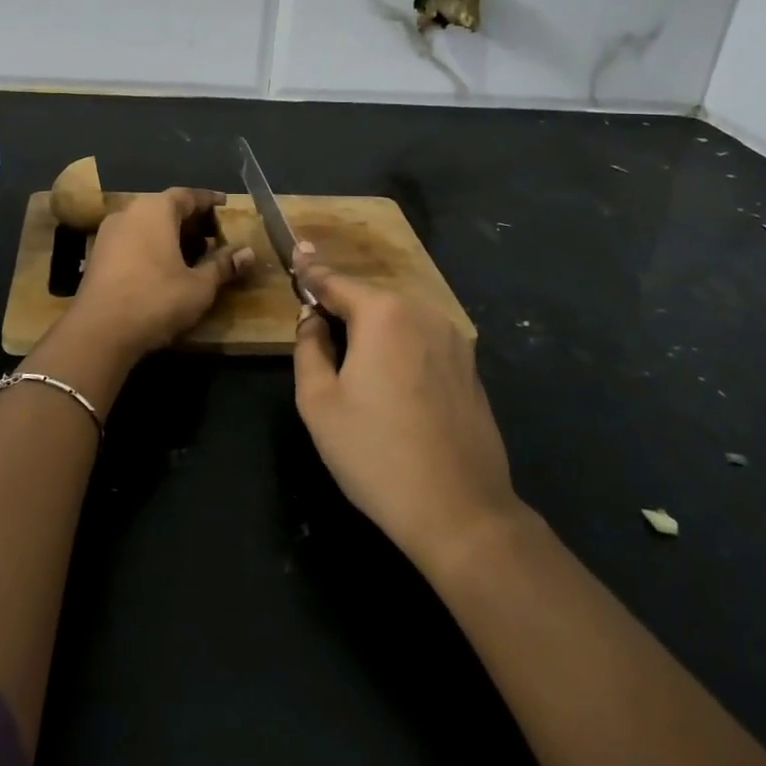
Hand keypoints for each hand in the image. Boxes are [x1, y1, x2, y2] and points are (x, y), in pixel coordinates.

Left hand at [68, 188, 253, 361]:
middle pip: (165, 207)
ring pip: (146, 224)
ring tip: (192, 253)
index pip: (187, 195)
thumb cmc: (155, 300)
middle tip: (213, 233)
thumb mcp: (199, 286)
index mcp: (155, 210)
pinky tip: (164, 267)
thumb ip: (223, 266)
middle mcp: (129, 212)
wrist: (98, 332)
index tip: (225, 204)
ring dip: (170, 234)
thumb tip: (248, 253)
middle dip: (190, 219)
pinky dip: (151, 246)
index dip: (209, 200)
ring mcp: (108, 233)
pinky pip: (132, 240)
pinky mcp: (97, 255)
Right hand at [292, 246, 525, 574]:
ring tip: (350, 355)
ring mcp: (454, 339)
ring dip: (372, 327)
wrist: (460, 511)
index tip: (295, 254)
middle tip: (316, 323)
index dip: (310, 272)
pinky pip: (423, 340)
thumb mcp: (319, 402)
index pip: (335, 282)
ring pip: (399, 319)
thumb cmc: (376, 454)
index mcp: (383, 314)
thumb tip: (311, 319)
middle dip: (342, 305)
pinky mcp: (470, 367)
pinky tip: (390, 380)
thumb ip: (308, 348)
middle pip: (369, 298)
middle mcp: (423, 313)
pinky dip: (400, 345)